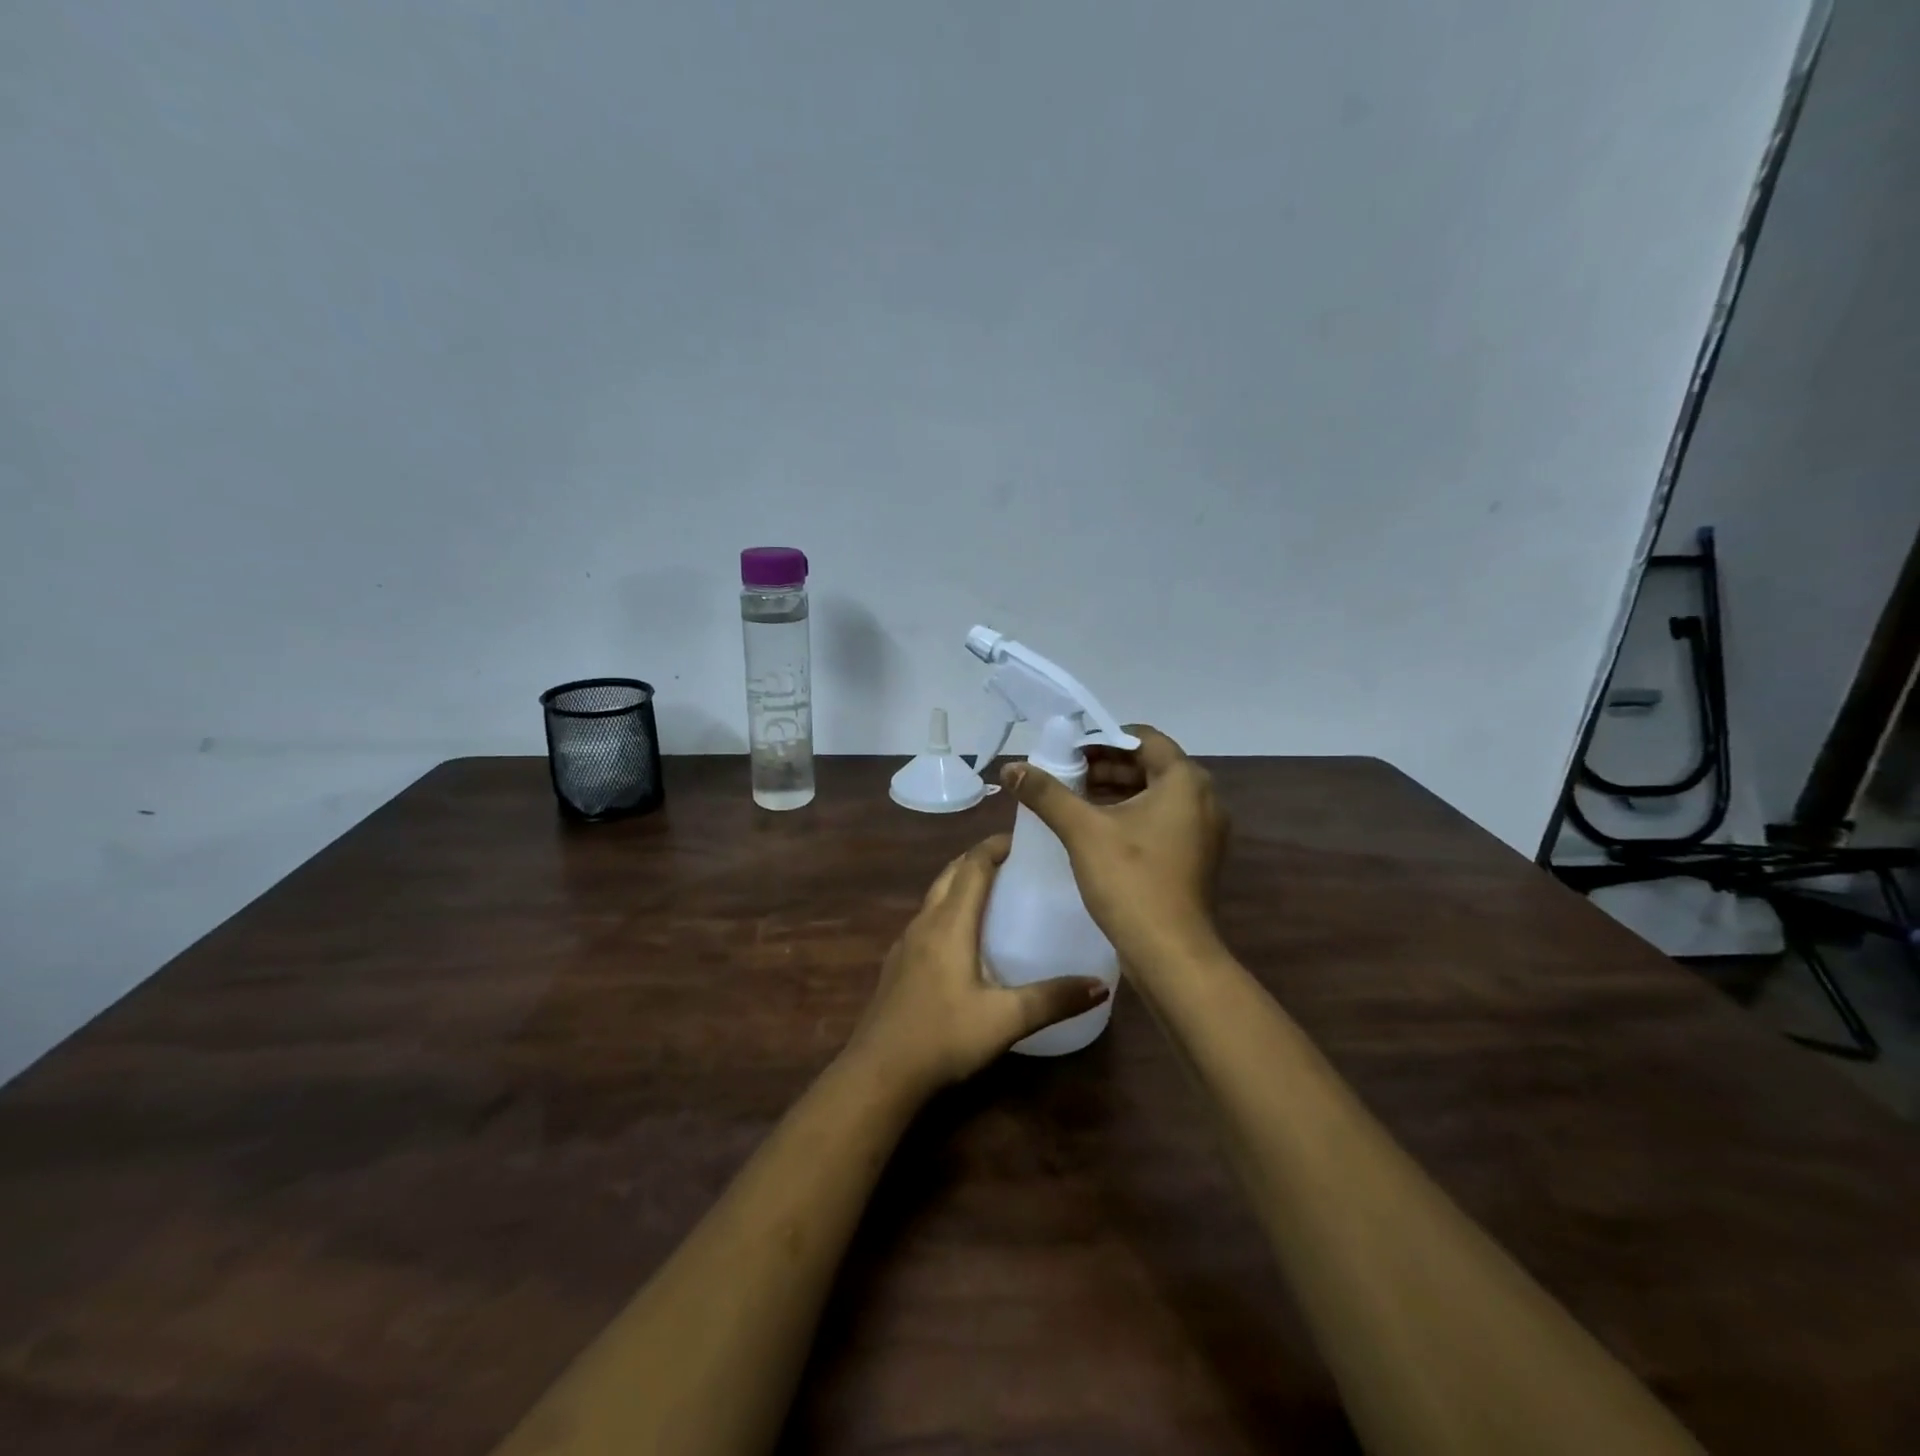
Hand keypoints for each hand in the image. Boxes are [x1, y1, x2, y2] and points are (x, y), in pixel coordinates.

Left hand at [846, 835, 1109, 1095]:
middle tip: (1015, 863)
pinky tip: (965, 940)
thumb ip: (1053, 1000)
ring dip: (962, 883)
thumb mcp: (1005, 1020)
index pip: (973, 865)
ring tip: (996, 894)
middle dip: (980, 859)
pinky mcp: (897, 964)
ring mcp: (906, 943)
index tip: (1025, 840)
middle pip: (952, 873)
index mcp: (950, 923)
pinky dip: (949, 911)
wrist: (879, 1073)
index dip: (996, 846)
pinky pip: (927, 921)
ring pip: (936, 896)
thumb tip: (1101, 985)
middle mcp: (925, 922)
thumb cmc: (943, 1036)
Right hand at [1002, 725, 1228, 973]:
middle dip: (1105, 766)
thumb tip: (1010, 768)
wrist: (1170, 954)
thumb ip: (1046, 793)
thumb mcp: (1083, 831)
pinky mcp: (1196, 856)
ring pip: (1155, 794)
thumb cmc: (1130, 880)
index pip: (1143, 738)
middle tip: (1064, 773)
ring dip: (1116, 791)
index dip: (1102, 739)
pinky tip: (1096, 829)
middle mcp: (1204, 798)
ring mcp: (1204, 830)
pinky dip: (1130, 815)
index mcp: (1185, 781)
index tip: (1067, 749)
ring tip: (1072, 800)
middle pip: (1150, 765)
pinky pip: (1161, 820)